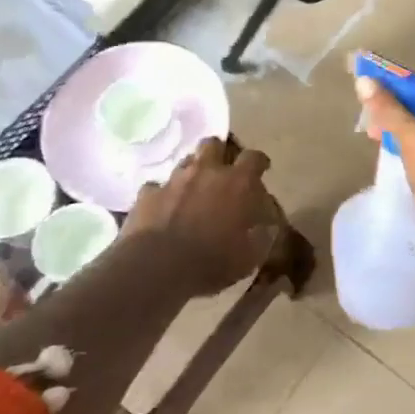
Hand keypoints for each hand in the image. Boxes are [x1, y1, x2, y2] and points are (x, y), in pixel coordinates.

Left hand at [121, 138, 279, 296]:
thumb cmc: (211, 262)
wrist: (157, 268)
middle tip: (221, 171)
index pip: (254, 158)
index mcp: (237, 183)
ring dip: (191, 173)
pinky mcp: (148, 194)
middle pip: (213, 144)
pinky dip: (162, 195)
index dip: (259, 162)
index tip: (262, 169)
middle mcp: (206, 172)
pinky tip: (163, 209)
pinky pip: (156, 187)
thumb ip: (261, 237)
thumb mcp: (249, 257)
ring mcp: (173, 180)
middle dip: (218, 153)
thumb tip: (267, 228)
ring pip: (185, 162)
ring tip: (193, 190)